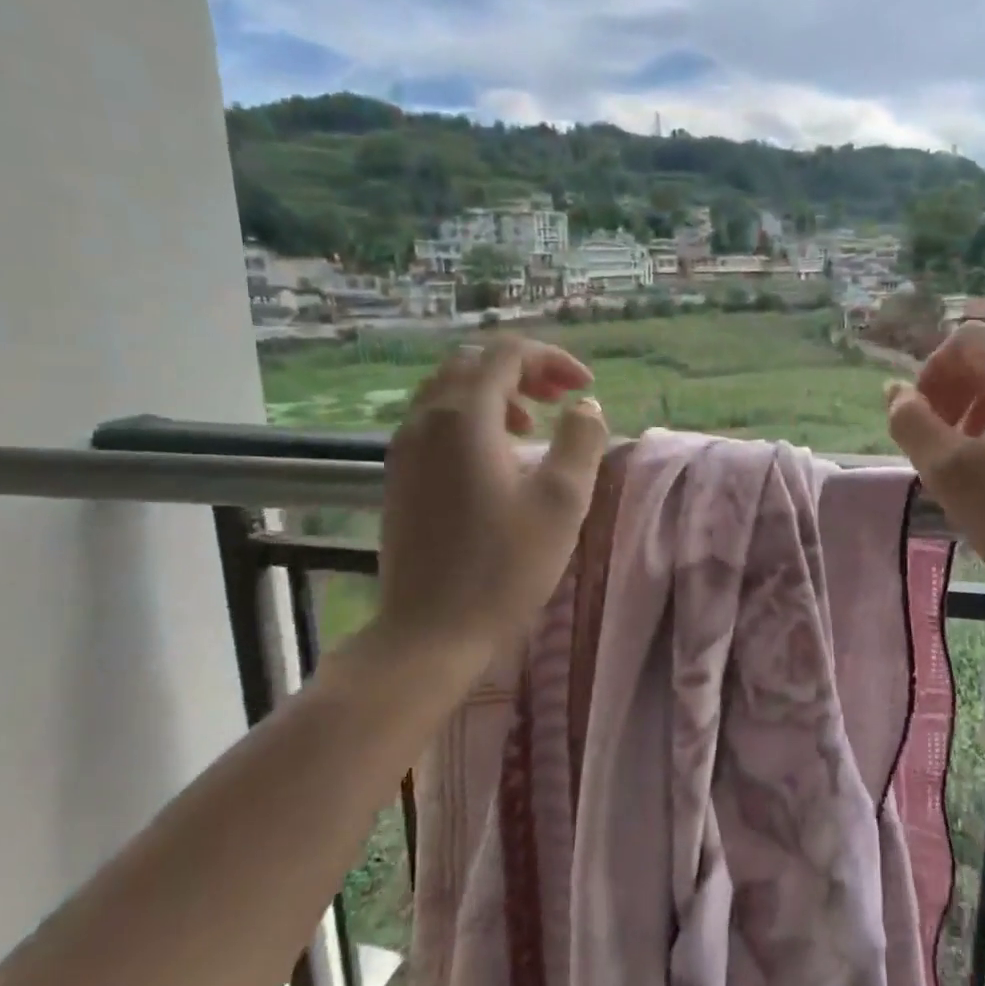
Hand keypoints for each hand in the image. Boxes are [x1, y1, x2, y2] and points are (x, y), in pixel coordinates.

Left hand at [363, 336, 608, 670]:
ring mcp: (405, 447)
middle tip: (560, 398)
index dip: (552, 359)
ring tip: (532, 426)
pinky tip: (497, 458)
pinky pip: (434, 420)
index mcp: (465, 417)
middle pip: (474, 363)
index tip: (585, 387)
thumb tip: (585, 406)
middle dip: (522, 370)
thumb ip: (581, 441)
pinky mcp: (399, 475)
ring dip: (495, 393)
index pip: (507, 354)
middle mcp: (426, 419)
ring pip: (449, 390)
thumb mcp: (562, 502)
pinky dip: (471, 417)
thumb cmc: (504, 567)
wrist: (430, 631)